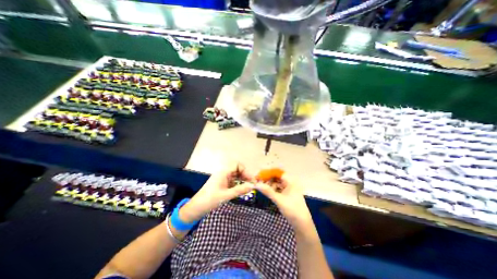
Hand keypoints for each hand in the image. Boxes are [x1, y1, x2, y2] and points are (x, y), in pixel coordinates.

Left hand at [179, 165, 253, 223]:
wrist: (197, 207)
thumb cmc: (210, 200)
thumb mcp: (226, 195)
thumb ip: (240, 190)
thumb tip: (252, 186)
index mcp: (223, 172)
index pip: (237, 165)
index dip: (245, 170)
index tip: (251, 179)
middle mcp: (224, 173)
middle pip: (237, 170)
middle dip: (245, 175)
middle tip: (252, 184)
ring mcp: (223, 178)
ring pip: (236, 175)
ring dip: (243, 180)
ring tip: (248, 187)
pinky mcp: (223, 184)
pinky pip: (233, 181)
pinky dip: (239, 184)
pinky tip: (242, 190)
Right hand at [256, 176, 308, 227]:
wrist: (302, 224)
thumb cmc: (292, 210)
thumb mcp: (279, 200)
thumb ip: (267, 191)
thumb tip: (257, 184)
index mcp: (290, 181)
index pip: (277, 173)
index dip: (268, 173)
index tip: (259, 175)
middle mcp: (290, 183)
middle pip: (277, 177)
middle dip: (268, 179)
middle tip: (258, 182)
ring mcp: (289, 189)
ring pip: (277, 183)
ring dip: (269, 184)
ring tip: (261, 187)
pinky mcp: (287, 195)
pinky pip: (278, 189)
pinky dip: (272, 189)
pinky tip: (267, 191)